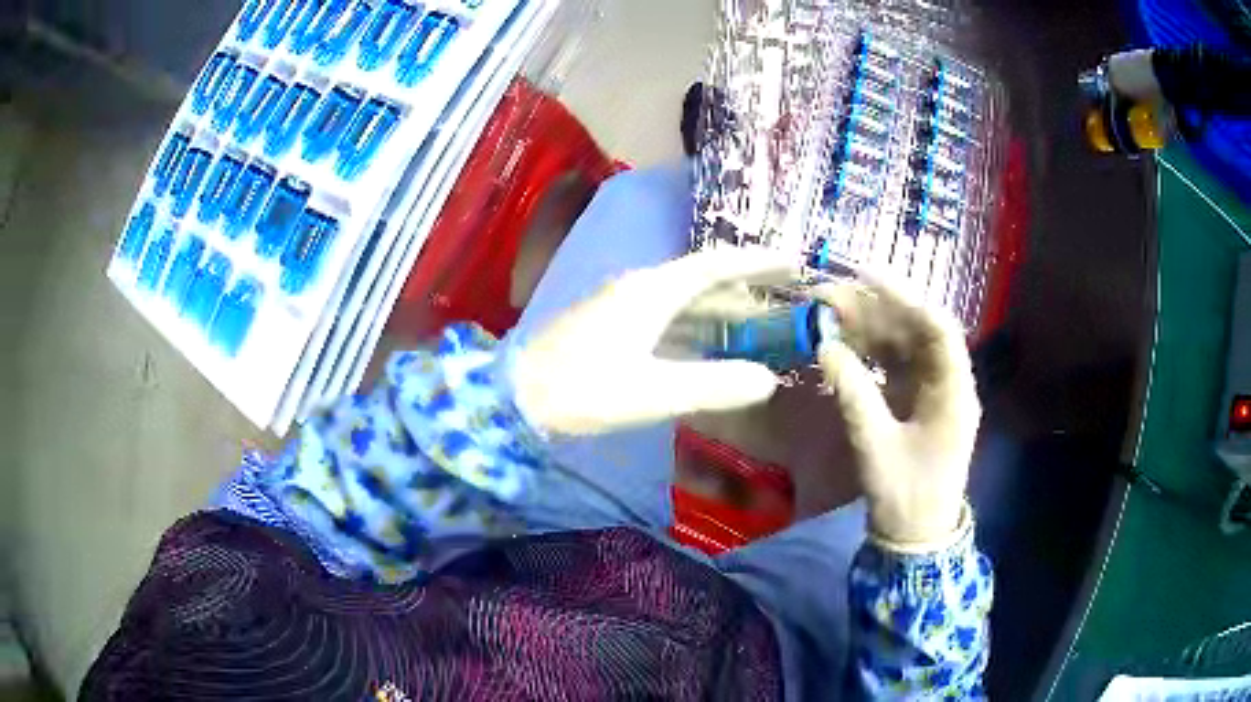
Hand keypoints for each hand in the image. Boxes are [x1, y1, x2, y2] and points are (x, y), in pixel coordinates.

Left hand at [513, 248, 795, 434]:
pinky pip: (666, 320)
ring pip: (684, 303)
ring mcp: (622, 306)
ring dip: (721, 314)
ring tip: (760, 329)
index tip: (794, 262)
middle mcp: (639, 288)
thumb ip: (713, 385)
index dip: (756, 262)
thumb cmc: (582, 390)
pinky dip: (695, 331)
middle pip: (703, 282)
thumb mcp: (653, 392)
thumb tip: (767, 379)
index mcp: (651, 291)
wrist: (516, 397)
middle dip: (746, 292)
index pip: (715, 265)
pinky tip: (710, 350)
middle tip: (786, 304)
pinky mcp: (611, 326)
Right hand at [816, 281, 980, 548]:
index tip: (864, 277)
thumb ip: (853, 393)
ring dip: (870, 330)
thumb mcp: (876, 445)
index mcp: (954, 392)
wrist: (916, 537)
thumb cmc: (905, 495)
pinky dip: (871, 355)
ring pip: (904, 346)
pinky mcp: (918, 404)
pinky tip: (844, 346)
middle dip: (876, 310)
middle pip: (917, 331)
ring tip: (830, 315)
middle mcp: (948, 383)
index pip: (937, 327)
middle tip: (831, 297)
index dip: (904, 297)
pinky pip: (896, 367)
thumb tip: (825, 347)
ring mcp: (933, 393)